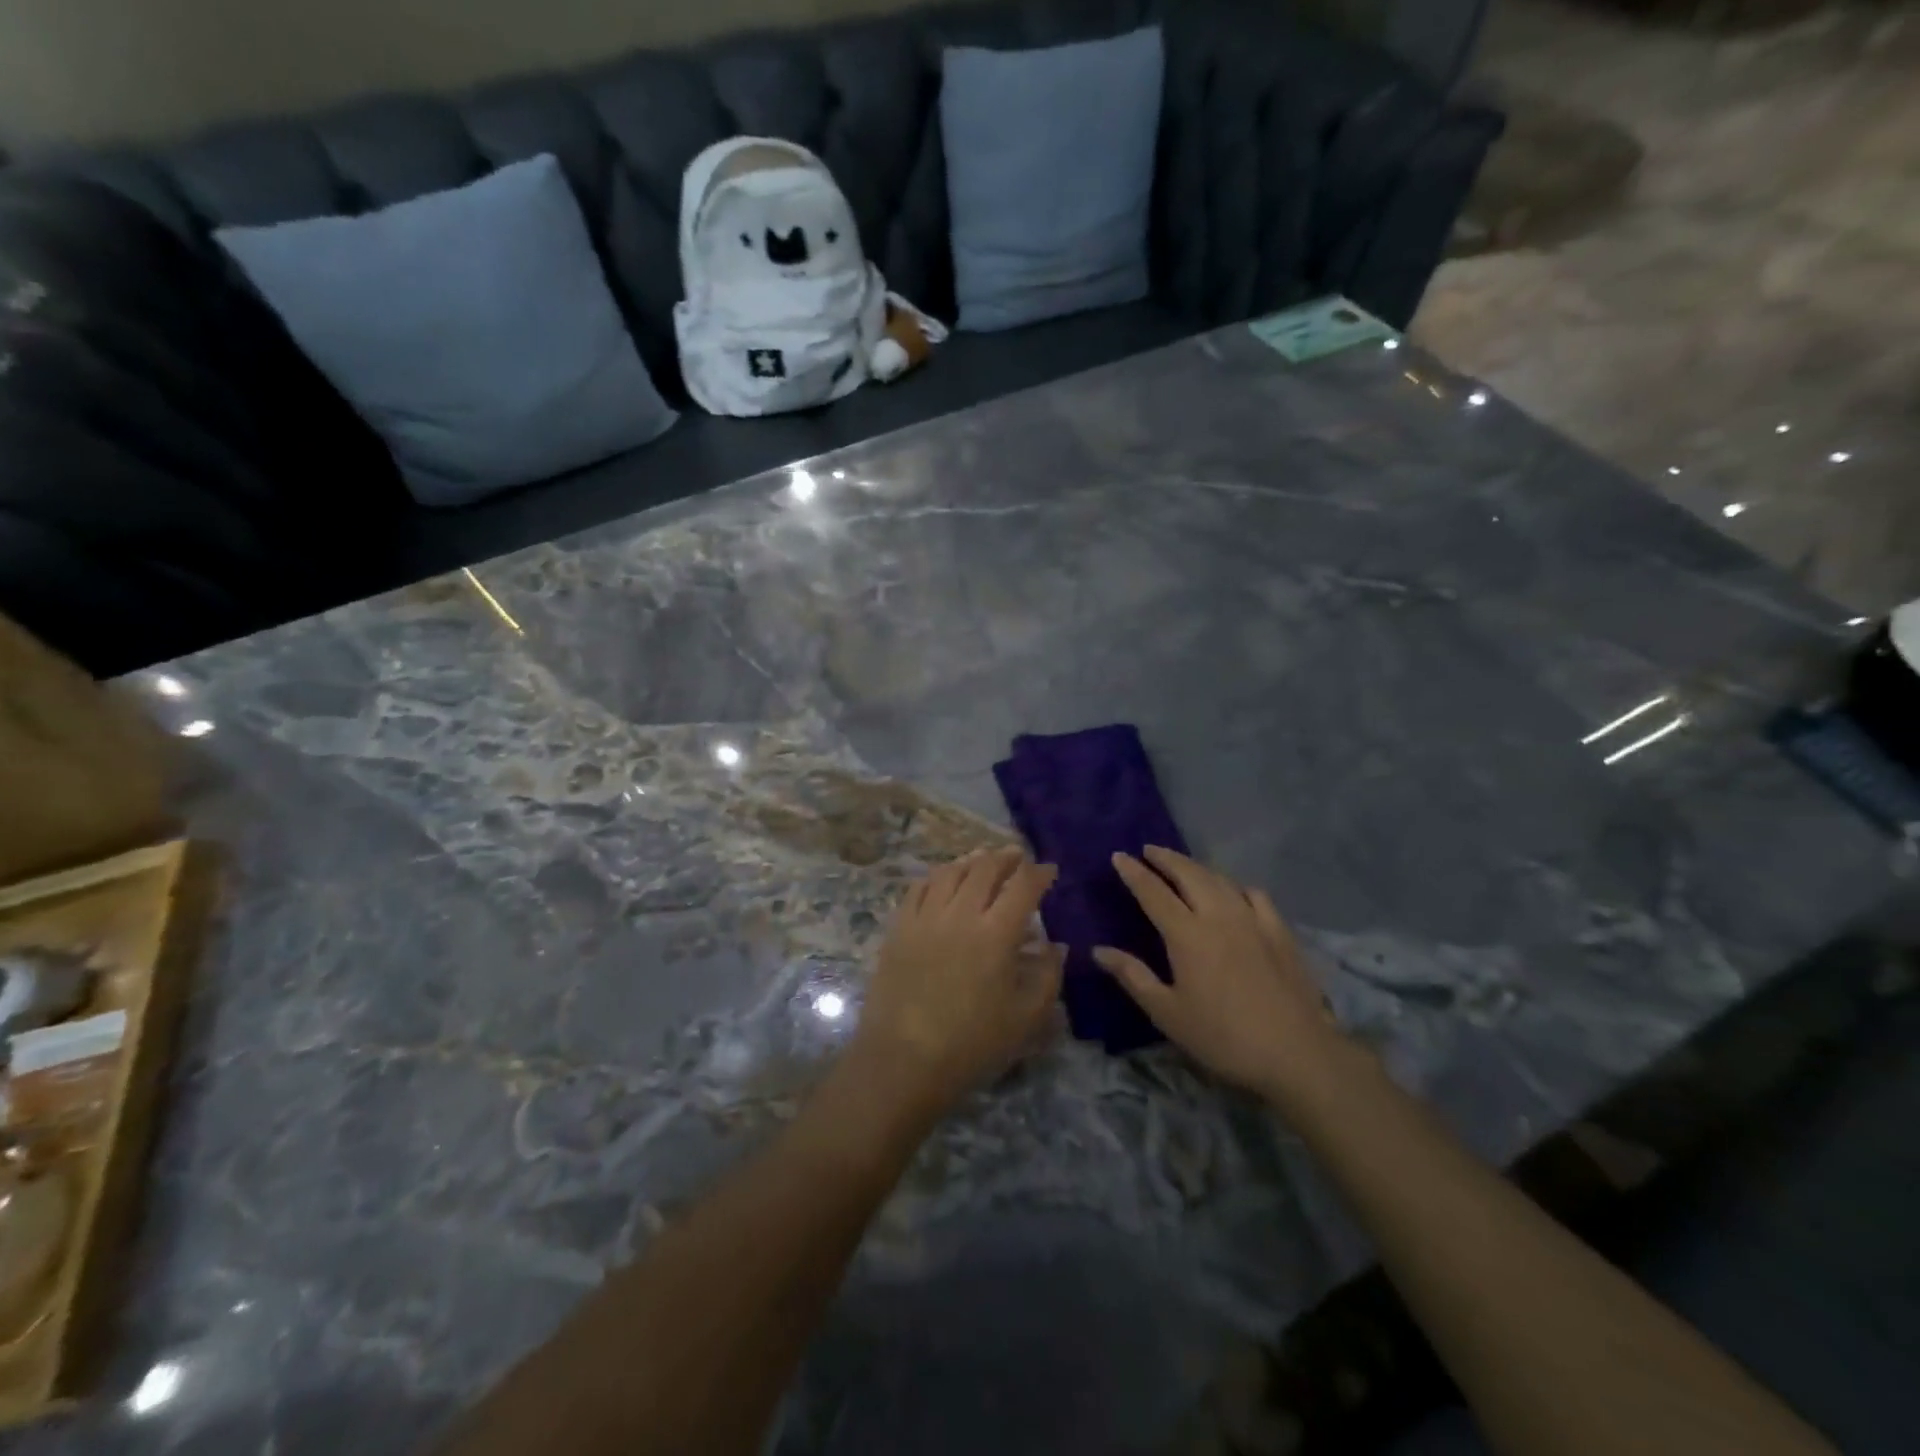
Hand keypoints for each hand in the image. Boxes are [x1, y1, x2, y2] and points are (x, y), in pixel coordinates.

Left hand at [852, 848, 1063, 1119]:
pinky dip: (937, 875)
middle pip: (985, 869)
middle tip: (1017, 857)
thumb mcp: (1025, 1019)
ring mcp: (925, 917)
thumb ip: (1048, 976)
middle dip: (1006, 858)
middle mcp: (961, 914)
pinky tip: (943, 878)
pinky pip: (919, 887)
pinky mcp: (899, 927)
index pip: (1023, 886)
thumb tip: (1057, 946)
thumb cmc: (971, 1045)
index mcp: (996, 934)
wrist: (903, 1060)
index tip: (1049, 870)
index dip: (1039, 873)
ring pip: (950, 872)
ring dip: (972, 861)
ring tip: (983, 860)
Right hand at [1095, 846, 1353, 1104]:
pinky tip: (1234, 892)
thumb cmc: (1223, 1037)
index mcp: (1186, 934)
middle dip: (1166, 858)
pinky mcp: (1280, 931)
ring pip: (1220, 879)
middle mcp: (1218, 915)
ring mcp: (1253, 919)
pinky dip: (1236, 885)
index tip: (1119, 856)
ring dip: (1196, 866)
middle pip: (1189, 874)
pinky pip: (1254, 894)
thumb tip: (1098, 950)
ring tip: (1183, 865)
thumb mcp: (1168, 1013)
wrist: (1296, 1053)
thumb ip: (1133, 976)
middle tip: (1149, 850)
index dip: (1134, 872)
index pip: (1153, 892)